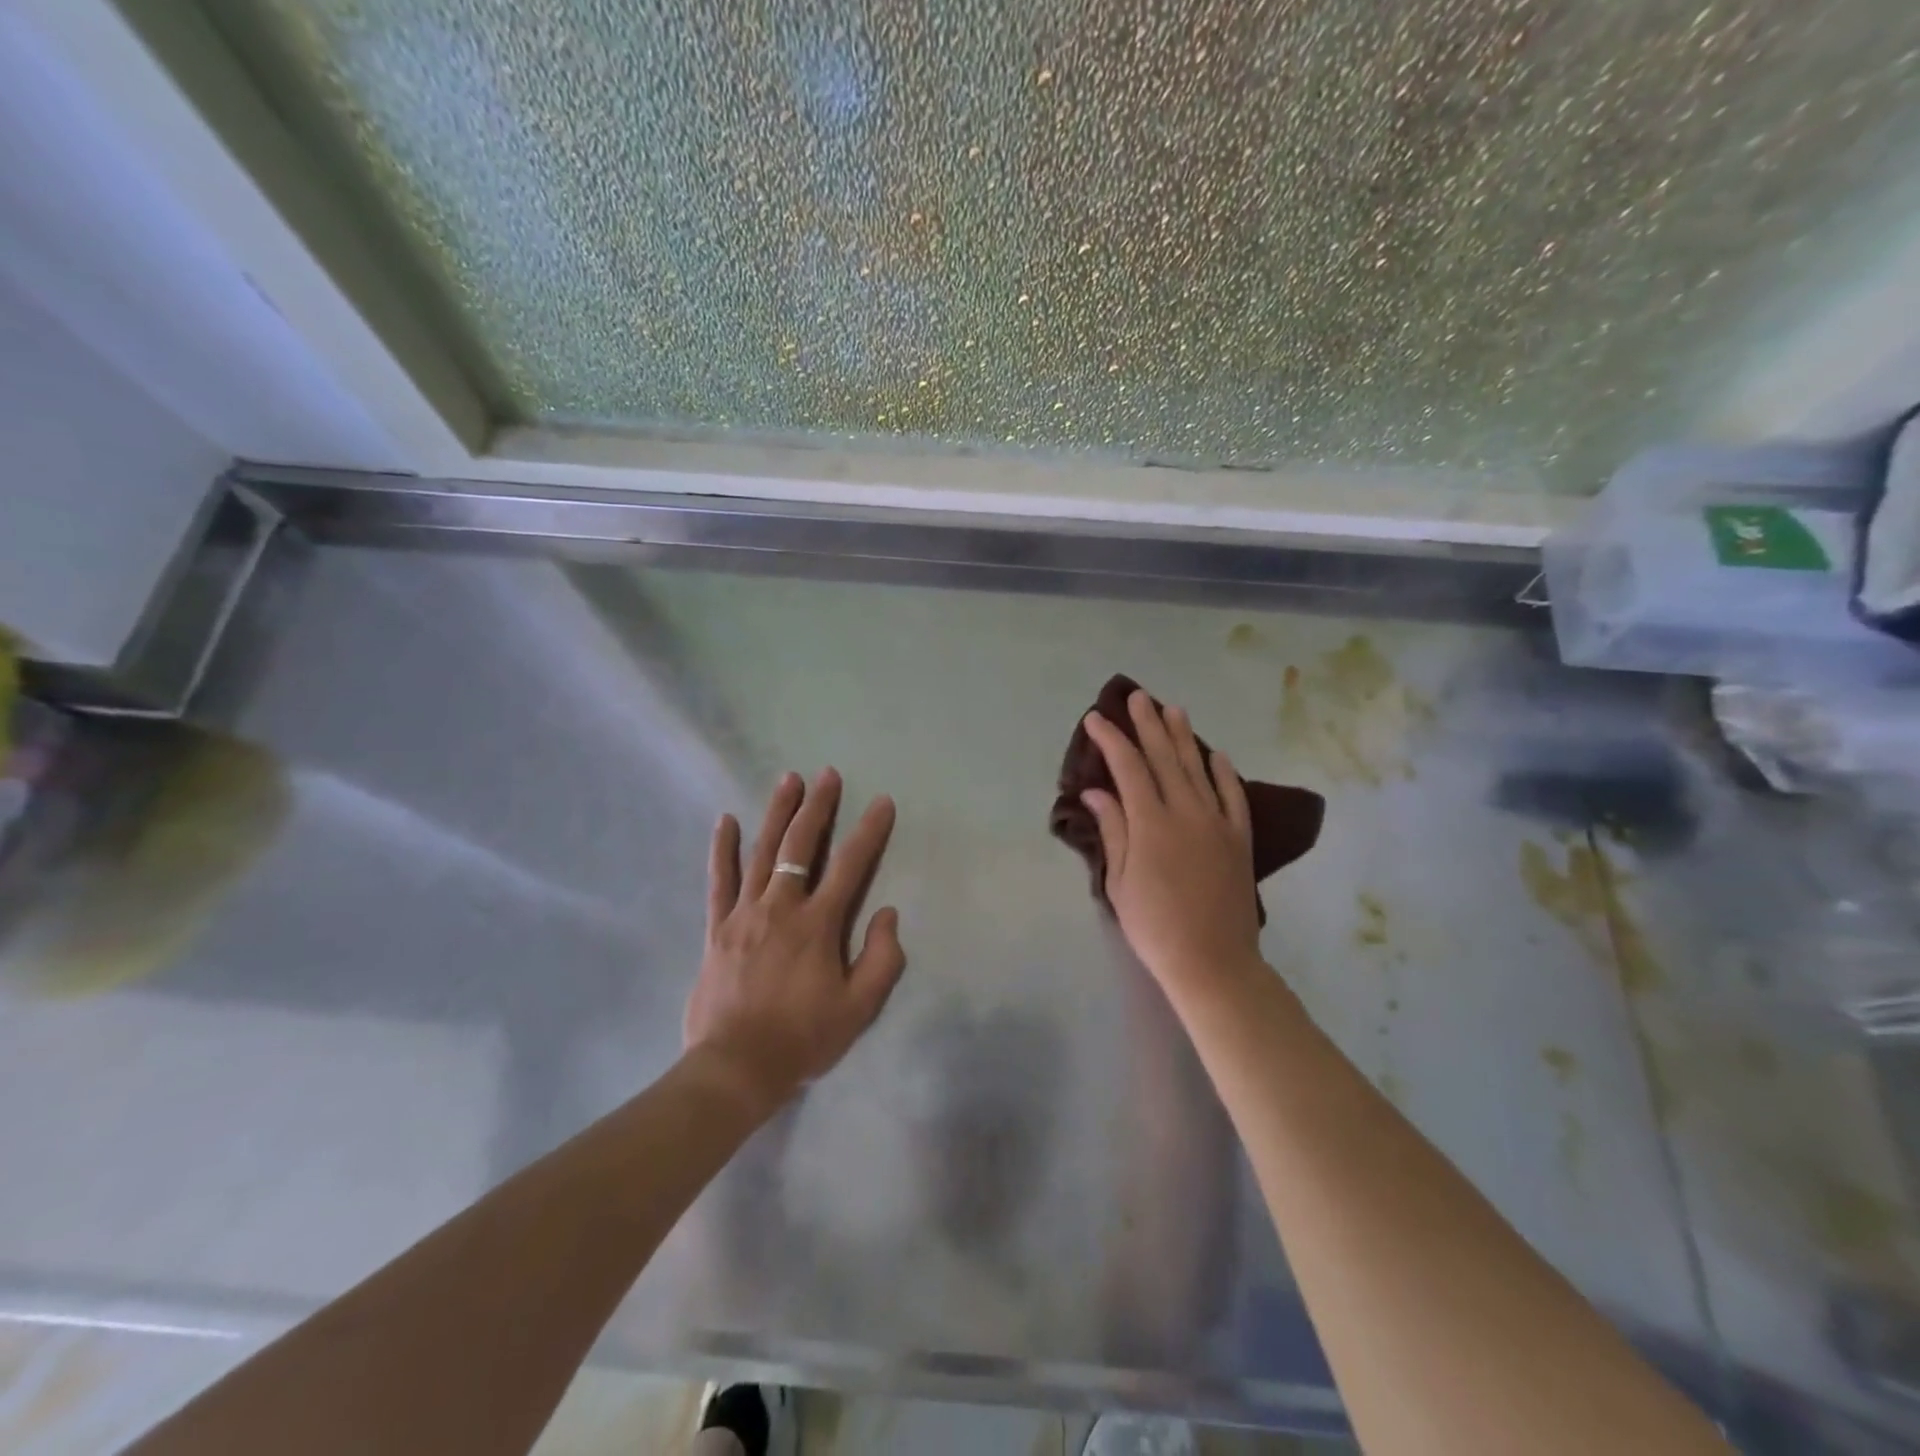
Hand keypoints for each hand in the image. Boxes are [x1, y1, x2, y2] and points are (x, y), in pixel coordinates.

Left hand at [684, 769, 906, 1113]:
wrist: (735, 1068)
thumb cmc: (803, 1038)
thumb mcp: (859, 1009)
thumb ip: (882, 959)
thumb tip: (888, 914)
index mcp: (818, 925)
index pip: (850, 866)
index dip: (869, 832)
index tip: (882, 802)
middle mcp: (781, 908)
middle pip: (801, 846)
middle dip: (818, 807)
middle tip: (828, 774)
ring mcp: (744, 914)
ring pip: (762, 853)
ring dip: (777, 813)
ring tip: (788, 780)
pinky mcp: (718, 928)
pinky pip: (720, 881)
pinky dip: (723, 850)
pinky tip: (726, 821)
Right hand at [1082, 692, 1261, 992]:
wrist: (1213, 960)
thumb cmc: (1154, 926)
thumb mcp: (1120, 881)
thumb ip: (1112, 830)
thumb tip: (1095, 791)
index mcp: (1151, 823)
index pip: (1128, 768)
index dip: (1111, 740)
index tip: (1096, 718)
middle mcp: (1186, 812)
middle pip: (1164, 758)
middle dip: (1148, 725)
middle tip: (1137, 697)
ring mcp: (1218, 823)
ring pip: (1198, 769)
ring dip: (1184, 737)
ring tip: (1173, 710)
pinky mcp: (1240, 838)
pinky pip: (1234, 796)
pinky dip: (1224, 772)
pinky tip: (1217, 754)